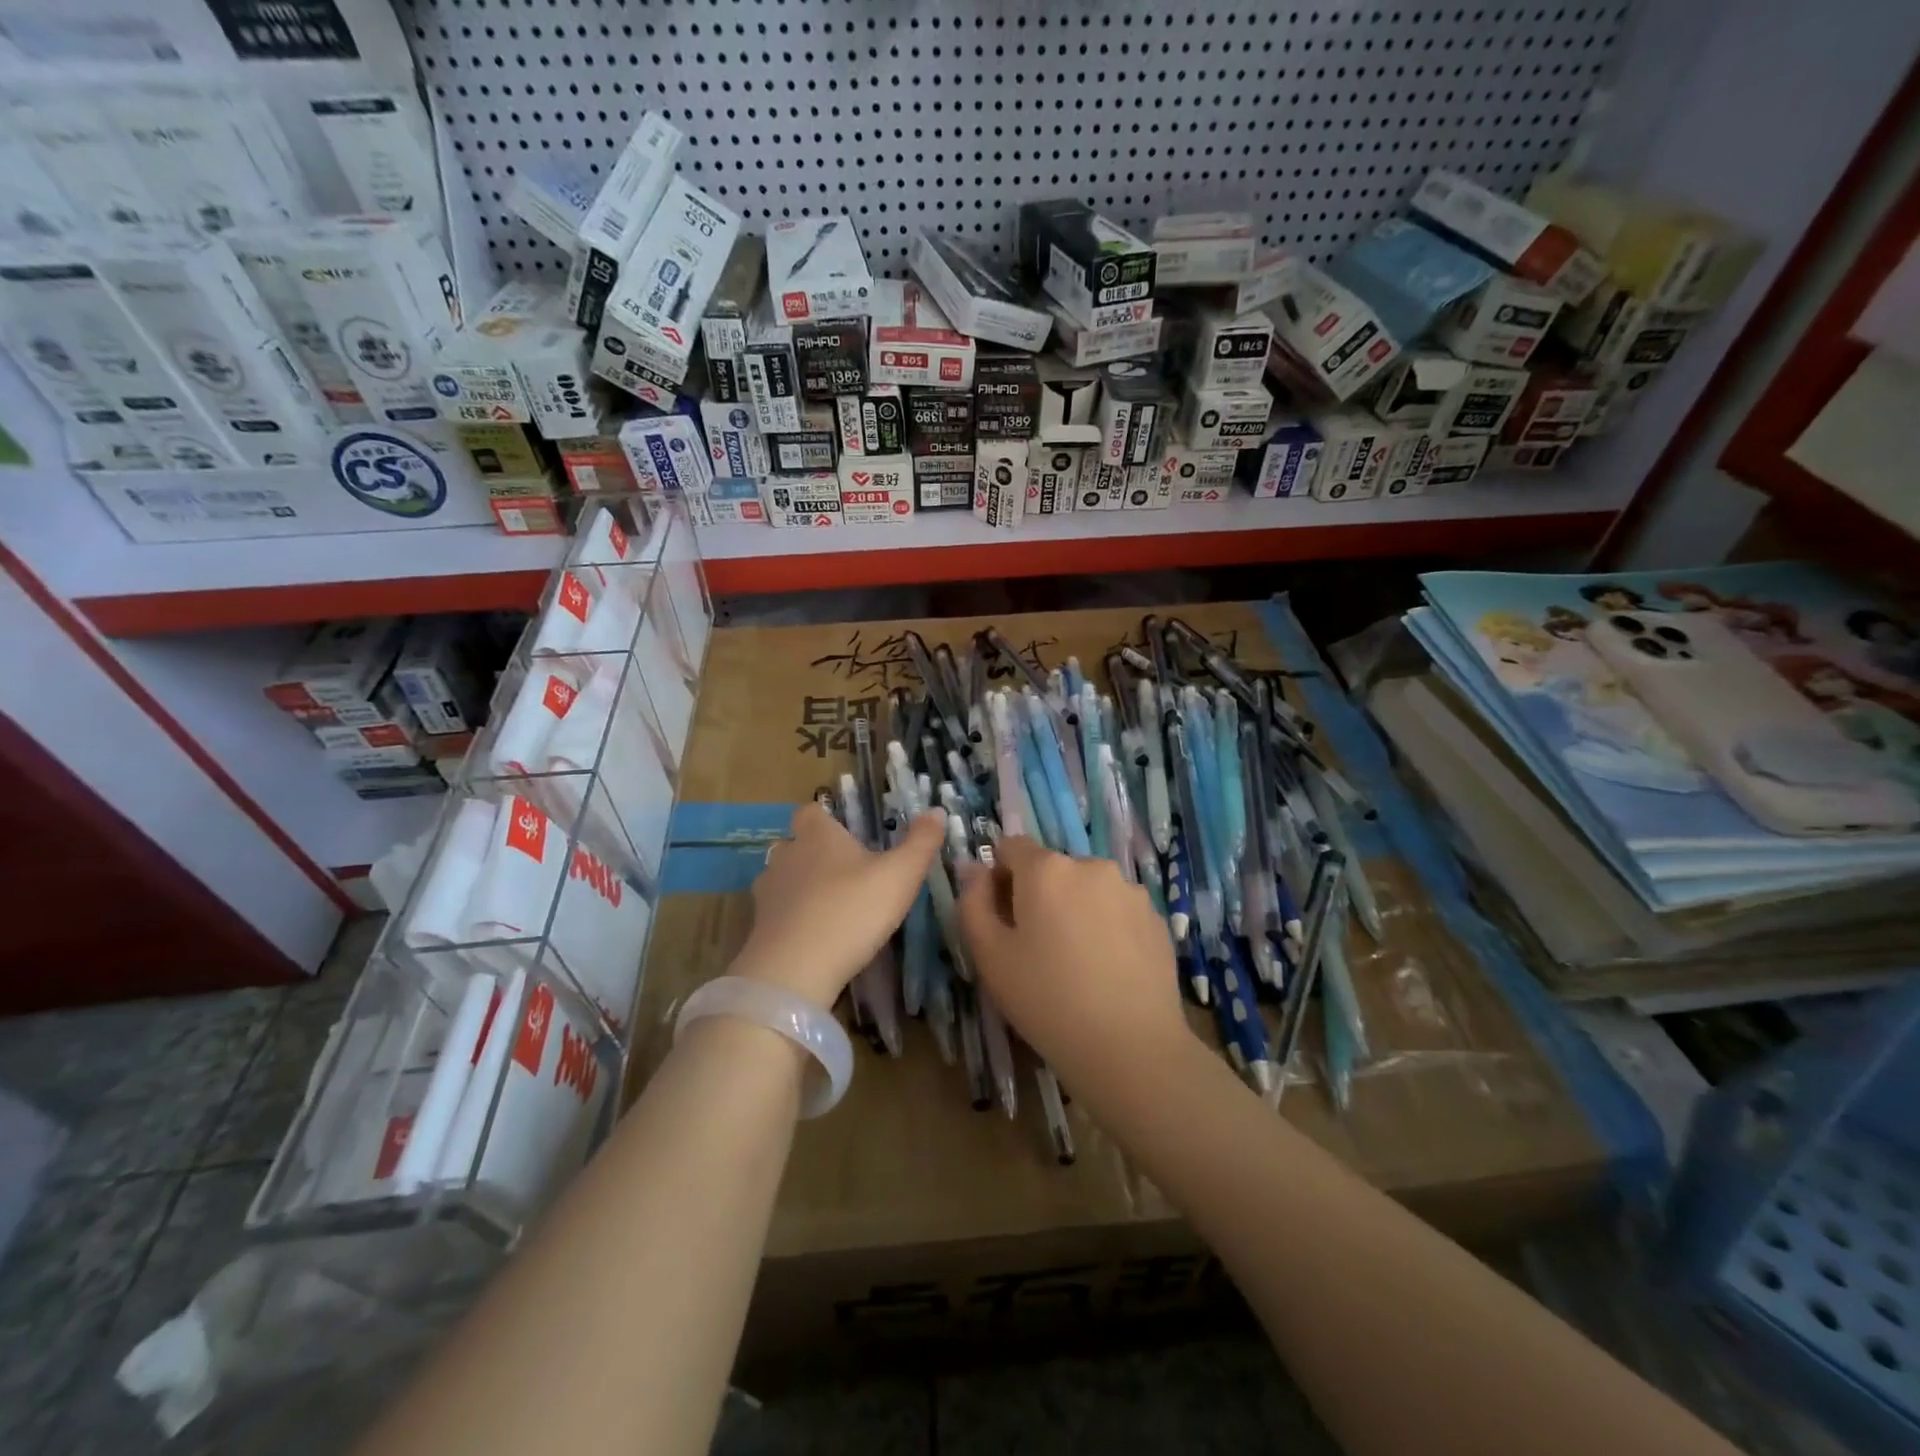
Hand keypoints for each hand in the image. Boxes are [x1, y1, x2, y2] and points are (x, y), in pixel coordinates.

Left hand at [734, 801, 944, 1008]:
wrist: (794, 971)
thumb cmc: (852, 910)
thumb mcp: (900, 875)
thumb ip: (920, 842)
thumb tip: (936, 811)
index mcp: (817, 835)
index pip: (812, 811)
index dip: (828, 819)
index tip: (849, 835)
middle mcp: (786, 854)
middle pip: (797, 844)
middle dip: (817, 855)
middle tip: (849, 875)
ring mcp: (767, 891)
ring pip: (785, 879)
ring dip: (803, 888)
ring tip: (833, 908)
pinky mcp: (759, 926)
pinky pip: (779, 913)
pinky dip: (794, 919)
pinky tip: (815, 937)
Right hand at [956, 836, 1189, 1099]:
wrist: (1130, 1048)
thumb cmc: (1046, 1000)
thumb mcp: (989, 955)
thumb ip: (972, 902)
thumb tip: (975, 869)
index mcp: (1046, 869)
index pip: (1011, 846)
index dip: (1000, 876)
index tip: (1003, 917)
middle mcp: (1091, 865)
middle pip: (1052, 868)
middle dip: (1039, 895)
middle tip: (1037, 948)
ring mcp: (1130, 890)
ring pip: (1087, 888)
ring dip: (1075, 909)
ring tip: (1077, 962)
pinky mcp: (1155, 917)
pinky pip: (1117, 909)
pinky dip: (1106, 927)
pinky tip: (1107, 969)